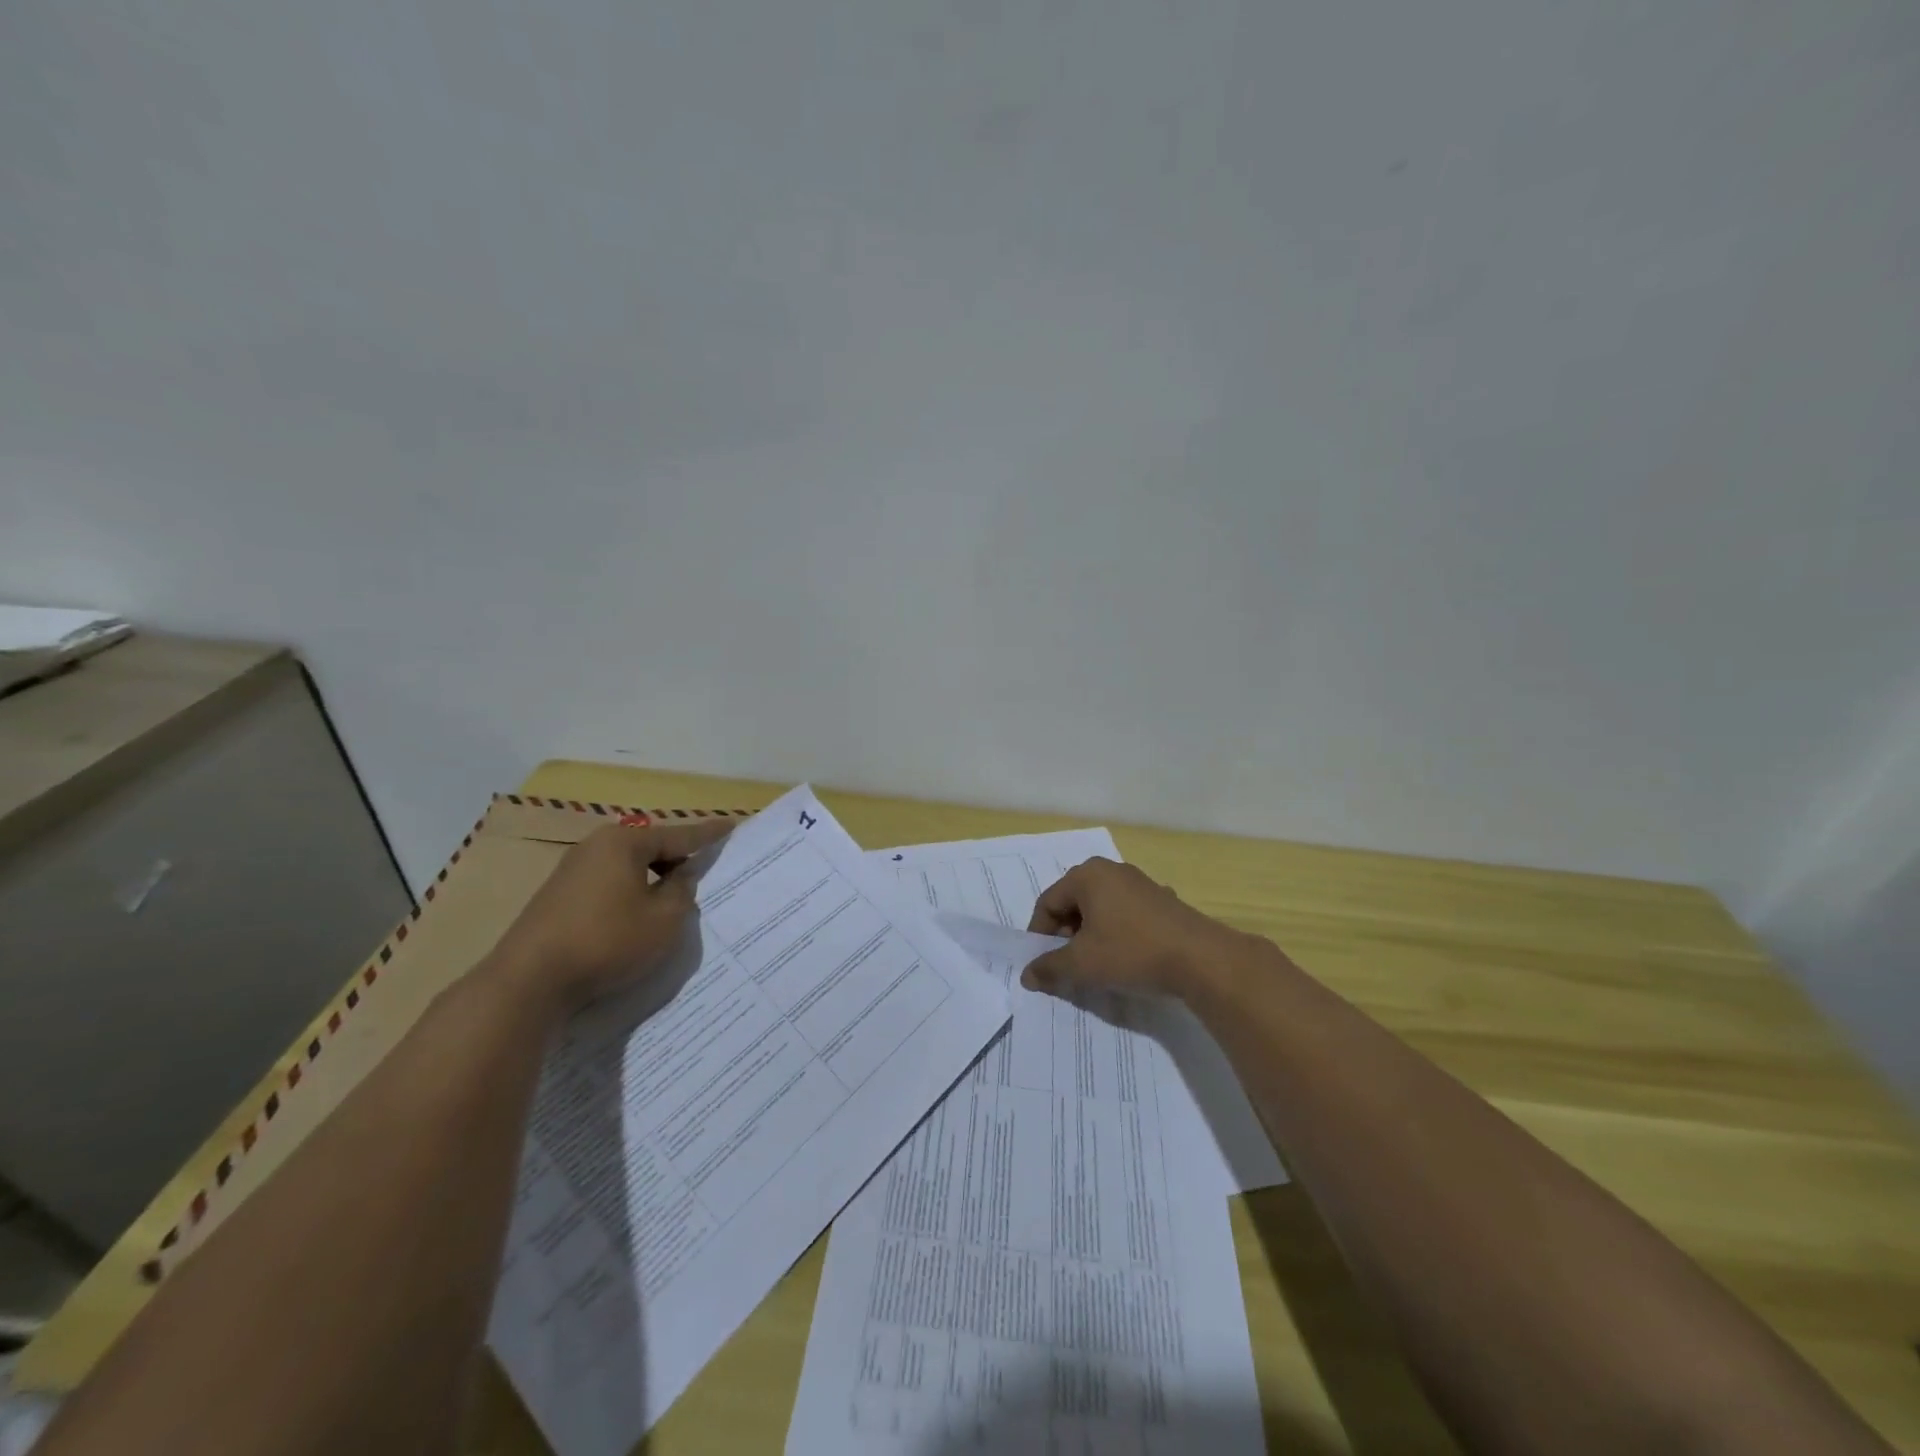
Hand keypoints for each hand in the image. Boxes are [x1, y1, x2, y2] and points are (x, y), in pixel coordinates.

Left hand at [491, 817, 732, 1012]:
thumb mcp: (664, 919)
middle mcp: (596, 846)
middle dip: (677, 858)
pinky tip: (636, 916)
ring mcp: (572, 870)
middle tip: (703, 871)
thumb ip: (682, 891)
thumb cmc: (607, 941)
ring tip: (673, 898)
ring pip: (628, 867)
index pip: (679, 834)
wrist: (529, 981)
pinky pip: (609, 883)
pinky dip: (630, 892)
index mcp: (625, 842)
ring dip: (652, 879)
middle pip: (651, 847)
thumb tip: (680, 876)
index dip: (708, 833)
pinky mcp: (558, 896)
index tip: (731, 824)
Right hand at [1023, 857, 1252, 998]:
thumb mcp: (1083, 964)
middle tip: (1070, 964)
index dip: (1039, 934)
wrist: (1201, 959)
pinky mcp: (1161, 900)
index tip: (1043, 963)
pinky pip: (1125, 914)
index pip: (1048, 902)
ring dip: (1091, 935)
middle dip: (1066, 934)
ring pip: (1100, 908)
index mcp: (1087, 875)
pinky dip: (1117, 933)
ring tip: (1097, 964)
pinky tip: (1127, 957)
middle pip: (1073, 902)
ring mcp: (1140, 883)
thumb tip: (1027, 975)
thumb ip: (1050, 967)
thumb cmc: (1132, 952)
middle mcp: (1111, 870)